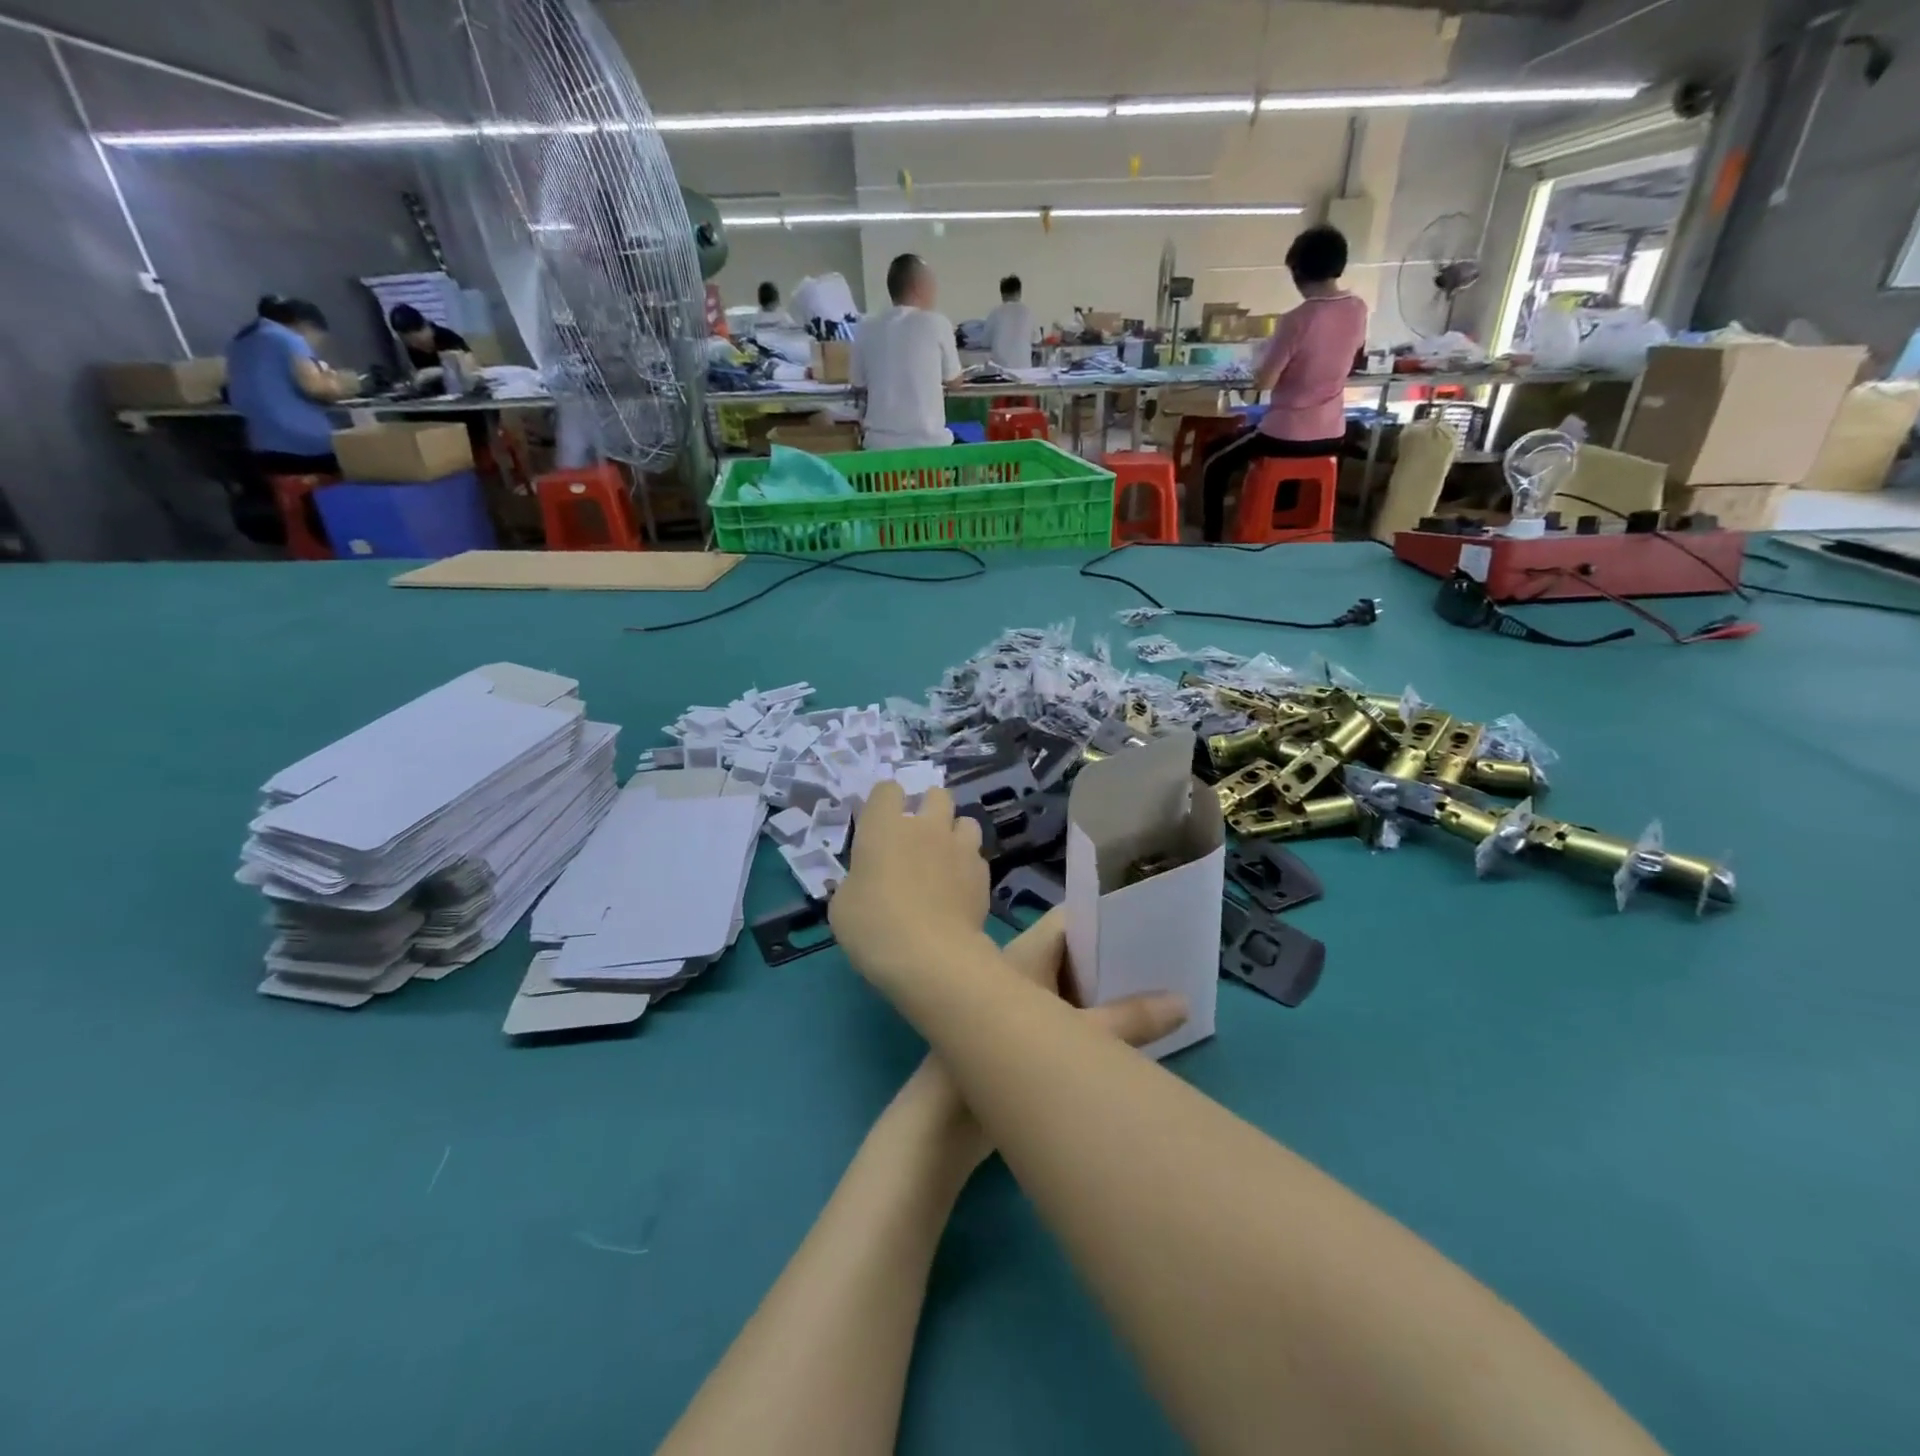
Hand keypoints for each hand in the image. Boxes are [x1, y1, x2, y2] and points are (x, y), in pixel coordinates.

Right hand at [829, 783, 989, 985]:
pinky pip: (977, 856)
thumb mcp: (843, 906)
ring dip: (955, 832)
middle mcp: (925, 826)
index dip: (884, 802)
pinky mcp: (983, 872)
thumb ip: (856, 880)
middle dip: (928, 807)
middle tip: (917, 836)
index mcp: (884, 827)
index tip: (879, 823)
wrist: (931, 956)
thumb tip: (866, 880)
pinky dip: (968, 865)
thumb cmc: (874, 927)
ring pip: (966, 820)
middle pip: (936, 794)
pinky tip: (959, 888)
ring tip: (945, 857)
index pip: (887, 789)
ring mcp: (959, 847)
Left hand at [894, 910, 1187, 1171]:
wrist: (945, 1119)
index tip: (1155, 926)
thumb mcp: (1084, 1039)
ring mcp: (1017, 999)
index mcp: (1031, 950)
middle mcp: (1022, 967)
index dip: (1112, 918)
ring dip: (1104, 990)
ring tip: (1159, 994)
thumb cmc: (1011, 1060)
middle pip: (1076, 952)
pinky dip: (1089, 1015)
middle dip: (1116, 958)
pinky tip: (1124, 1032)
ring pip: (1069, 983)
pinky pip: (1060, 1010)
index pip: (1076, 919)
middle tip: (1168, 964)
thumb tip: (1184, 1002)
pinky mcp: (1017, 1032)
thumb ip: (1133, 1020)